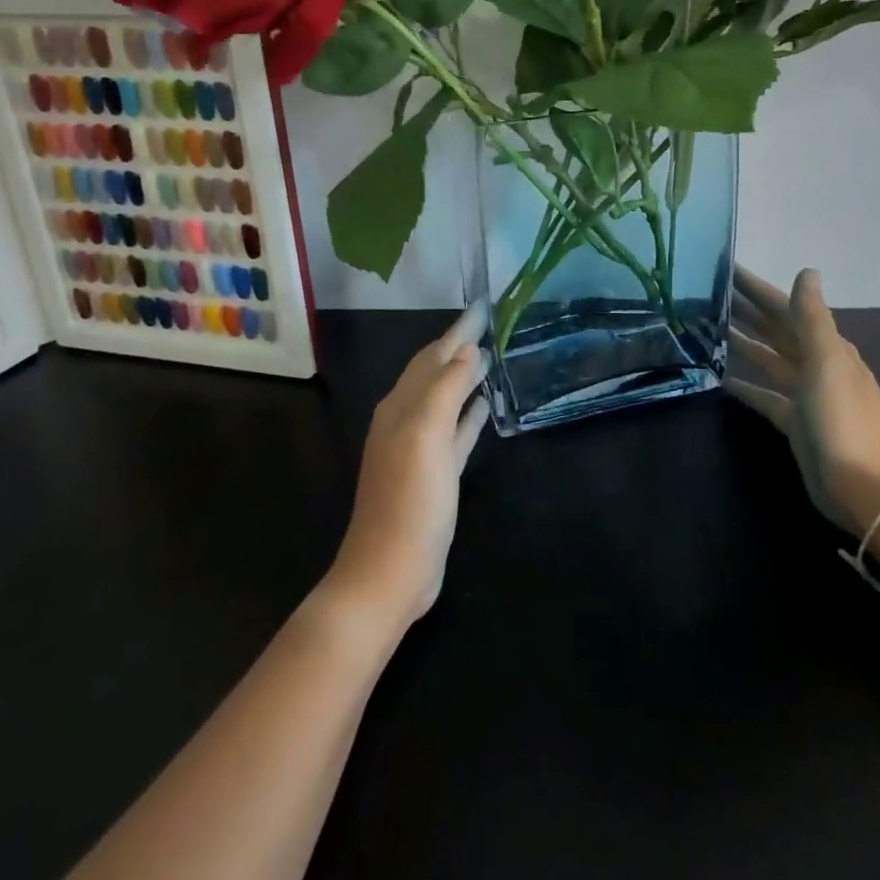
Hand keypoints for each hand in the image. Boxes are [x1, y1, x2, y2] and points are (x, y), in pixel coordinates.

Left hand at [325, 306, 489, 633]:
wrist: (389, 572)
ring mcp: (420, 448)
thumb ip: (446, 390)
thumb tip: (467, 350)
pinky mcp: (435, 474)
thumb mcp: (426, 437)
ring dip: (465, 377)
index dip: (457, 331)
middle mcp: (406, 420)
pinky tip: (485, 407)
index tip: (483, 307)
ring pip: (445, 399)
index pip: (433, 356)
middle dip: (459, 347)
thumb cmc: (409, 500)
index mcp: (400, 406)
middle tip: (489, 323)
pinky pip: (455, 432)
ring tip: (490, 356)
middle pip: (436, 373)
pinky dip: (468, 414)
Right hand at [726, 266, 879, 535]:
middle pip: (776, 330)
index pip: (787, 308)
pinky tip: (721, 379)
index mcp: (827, 347)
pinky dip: (745, 385)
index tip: (728, 270)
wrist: (861, 488)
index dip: (759, 289)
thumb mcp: (826, 361)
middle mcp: (817, 365)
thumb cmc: (842, 419)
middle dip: (747, 311)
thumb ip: (812, 317)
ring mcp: (806, 395)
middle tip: (708, 294)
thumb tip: (807, 271)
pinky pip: (765, 396)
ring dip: (744, 343)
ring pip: (769, 360)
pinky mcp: (794, 423)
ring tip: (708, 328)